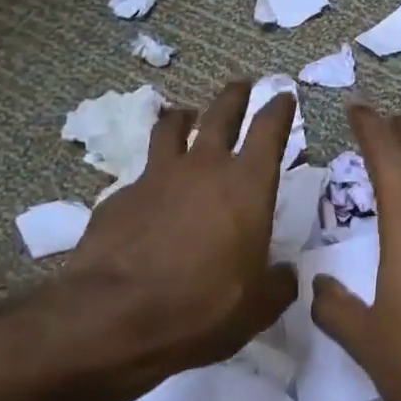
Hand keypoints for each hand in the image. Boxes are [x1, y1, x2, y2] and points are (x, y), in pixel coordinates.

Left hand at [46, 80, 298, 394]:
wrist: (114, 316)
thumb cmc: (202, 307)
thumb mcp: (257, 307)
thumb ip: (278, 284)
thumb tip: (286, 274)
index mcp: (247, 185)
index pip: (269, 130)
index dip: (279, 109)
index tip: (284, 95)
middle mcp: (204, 167)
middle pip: (221, 113)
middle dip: (235, 95)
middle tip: (242, 84)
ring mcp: (157, 176)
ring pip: (172, 127)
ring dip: (184, 117)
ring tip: (186, 115)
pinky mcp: (119, 195)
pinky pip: (142, 173)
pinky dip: (152, 174)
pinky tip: (150, 193)